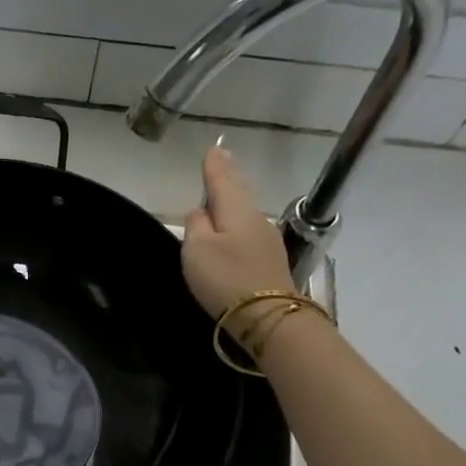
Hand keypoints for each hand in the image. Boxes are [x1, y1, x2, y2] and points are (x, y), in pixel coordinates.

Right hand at [181, 146, 294, 318]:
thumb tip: (200, 212)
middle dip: (229, 177)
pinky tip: (236, 226)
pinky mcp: (270, 262)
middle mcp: (255, 219)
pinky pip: (250, 231)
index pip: (222, 181)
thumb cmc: (226, 278)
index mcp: (236, 210)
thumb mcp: (197, 250)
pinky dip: (240, 222)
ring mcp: (267, 241)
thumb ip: (195, 226)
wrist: (267, 316)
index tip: (213, 149)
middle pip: (240, 192)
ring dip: (236, 198)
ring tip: (228, 188)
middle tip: (224, 160)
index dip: (214, 166)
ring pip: (246, 211)